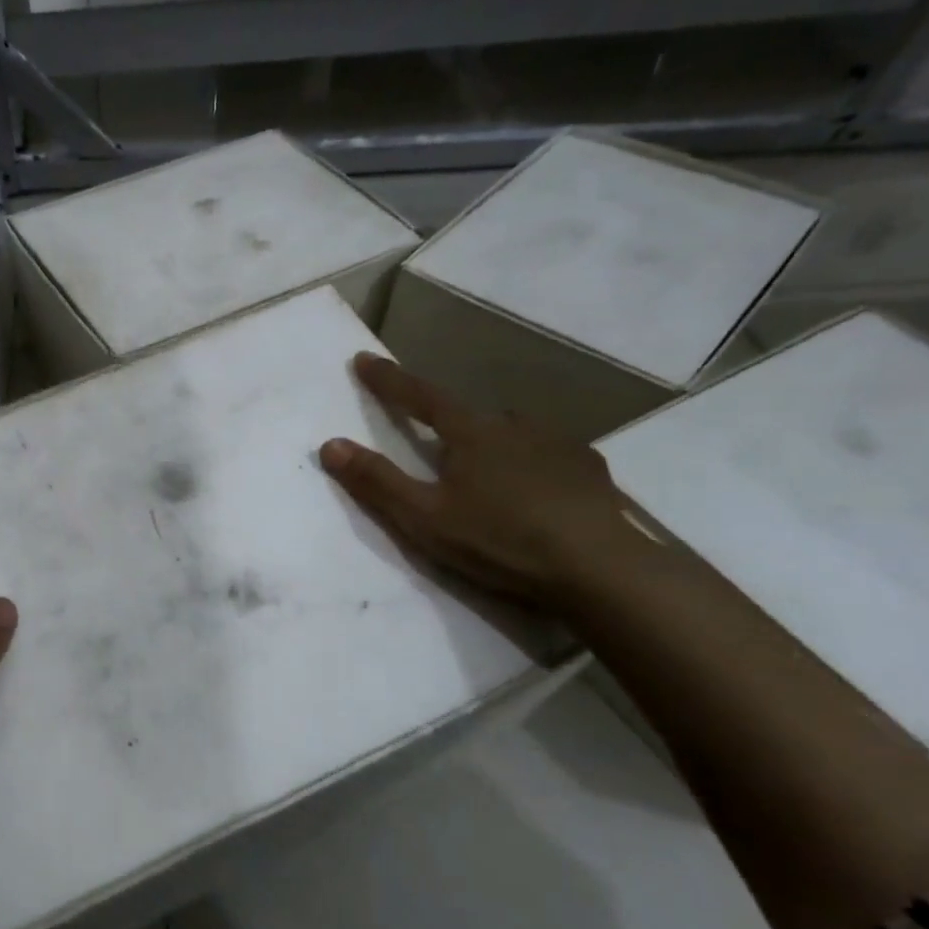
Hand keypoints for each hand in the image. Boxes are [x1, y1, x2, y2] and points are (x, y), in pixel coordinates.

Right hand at [320, 352, 643, 607]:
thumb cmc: (500, 540)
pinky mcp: (589, 468)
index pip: (419, 396)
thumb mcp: (425, 518)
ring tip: (486, 475)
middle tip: (436, 447)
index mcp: (471, 433)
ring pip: (511, 432)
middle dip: (446, 423)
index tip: (363, 358)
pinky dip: (530, 462)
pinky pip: (547, 453)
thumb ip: (377, 482)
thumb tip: (330, 444)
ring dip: (491, 443)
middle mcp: (514, 425)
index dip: (389, 380)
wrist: (598, 569)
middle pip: (468, 415)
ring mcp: (558, 443)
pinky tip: (534, 491)